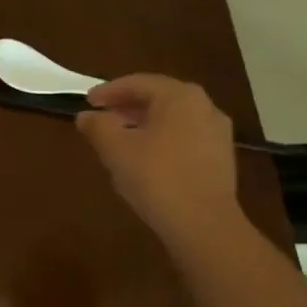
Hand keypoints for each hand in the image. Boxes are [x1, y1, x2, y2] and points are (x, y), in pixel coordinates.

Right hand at [76, 74, 238, 248]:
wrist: (203, 223)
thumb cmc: (155, 177)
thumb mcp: (115, 149)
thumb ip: (97, 126)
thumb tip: (86, 116)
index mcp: (180, 96)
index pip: (138, 83)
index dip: (109, 91)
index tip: (87, 101)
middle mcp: (204, 106)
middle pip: (159, 98)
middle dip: (127, 106)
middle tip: (102, 116)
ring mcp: (217, 133)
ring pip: (173, 119)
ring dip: (144, 124)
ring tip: (120, 138)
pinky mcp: (220, 158)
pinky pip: (184, 138)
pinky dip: (161, 140)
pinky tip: (145, 158)